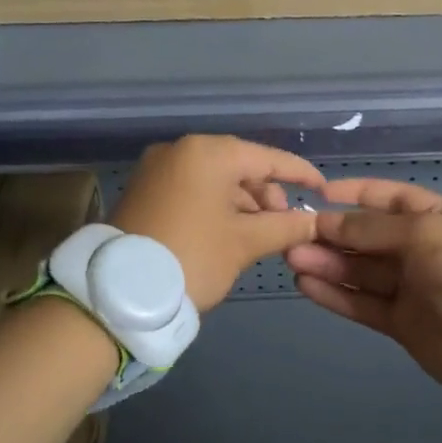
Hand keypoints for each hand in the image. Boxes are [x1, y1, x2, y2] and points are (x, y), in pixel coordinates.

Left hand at [112, 135, 323, 311]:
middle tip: (283, 226)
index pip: (267, 158)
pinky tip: (230, 233)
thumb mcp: (244, 243)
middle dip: (266, 195)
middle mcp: (180, 150)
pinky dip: (215, 207)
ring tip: (259, 236)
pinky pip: (192, 190)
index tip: (323, 189)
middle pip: (240, 166)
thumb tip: (315, 221)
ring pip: (215, 180)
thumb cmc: (192, 257)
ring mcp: (157, 169)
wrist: (117, 292)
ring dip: (242, 204)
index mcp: (208, 153)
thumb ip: (286, 226)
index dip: (300, 173)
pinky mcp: (144, 190)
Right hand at [285, 178, 441, 402]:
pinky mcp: (400, 322)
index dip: (355, 194)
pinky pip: (362, 303)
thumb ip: (373, 228)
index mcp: (437, 220)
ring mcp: (411, 288)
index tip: (319, 194)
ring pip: (361, 271)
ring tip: (291, 257)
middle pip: (368, 237)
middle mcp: (422, 250)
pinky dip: (335, 294)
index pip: (389, 199)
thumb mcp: (424, 234)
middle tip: (293, 234)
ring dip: (327, 263)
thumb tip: (329, 221)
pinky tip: (305, 284)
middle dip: (333, 234)